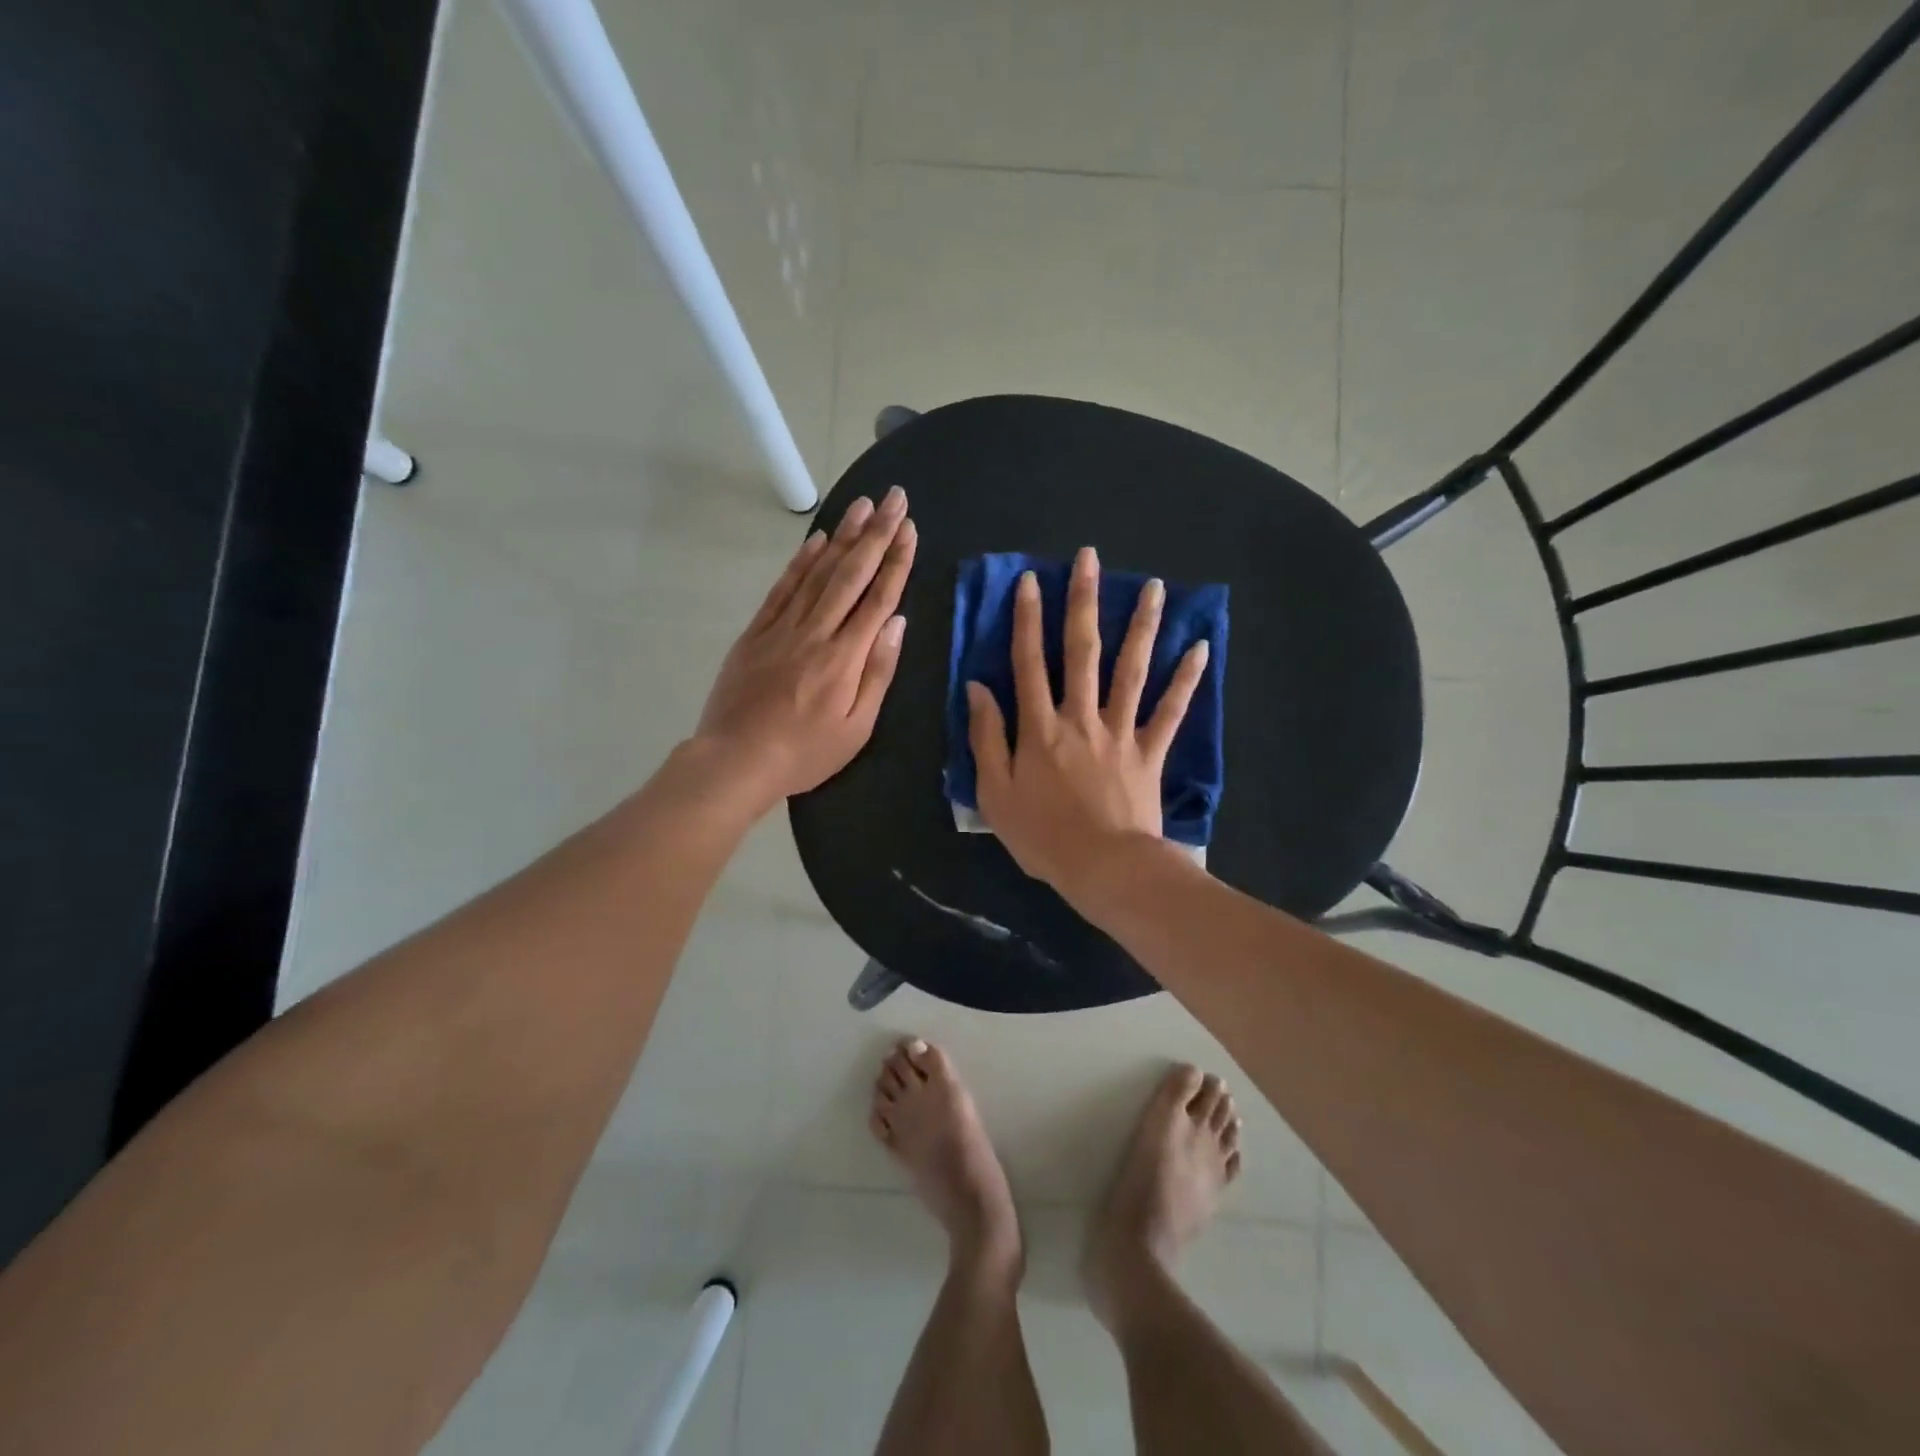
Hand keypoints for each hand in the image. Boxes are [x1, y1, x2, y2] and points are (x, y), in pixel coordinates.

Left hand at [695, 486, 916, 806]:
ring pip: (817, 572)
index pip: (878, 598)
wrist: (734, 760)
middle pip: (851, 574)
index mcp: (845, 658)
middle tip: (893, 497)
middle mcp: (816, 632)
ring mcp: (782, 628)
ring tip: (861, 505)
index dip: (896, 560)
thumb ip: (878, 673)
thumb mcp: (856, 728)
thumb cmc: (804, 753)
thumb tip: (897, 623)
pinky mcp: (756, 632)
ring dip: (842, 536)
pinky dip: (801, 561)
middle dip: (876, 533)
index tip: (909, 528)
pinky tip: (817, 541)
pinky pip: (783, 588)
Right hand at [966, 545, 1207, 899]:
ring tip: (1153, 585)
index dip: (1027, 620)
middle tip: (1090, 558)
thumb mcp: (994, 792)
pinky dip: (1186, 679)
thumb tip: (978, 688)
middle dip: (1083, 601)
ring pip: (1131, 669)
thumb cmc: (1042, 836)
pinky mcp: (1150, 752)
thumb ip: (986, 737)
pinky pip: (1171, 710)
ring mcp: (1120, 731)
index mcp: (1039, 728)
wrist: (1104, 868)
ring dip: (1141, 625)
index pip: (1029, 663)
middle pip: (1082, 651)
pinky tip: (1201, 646)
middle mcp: (1080, 717)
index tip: (1030, 580)